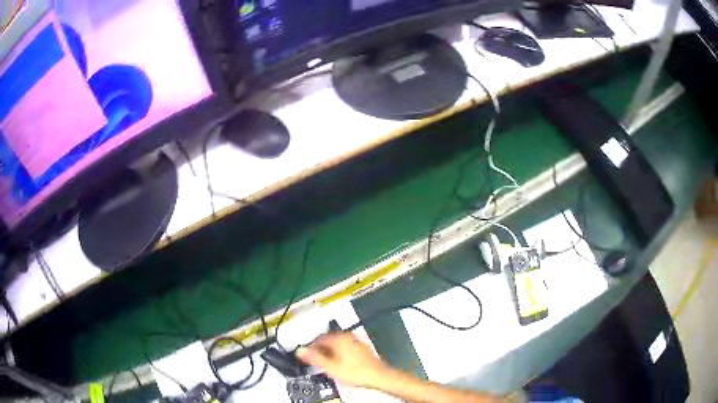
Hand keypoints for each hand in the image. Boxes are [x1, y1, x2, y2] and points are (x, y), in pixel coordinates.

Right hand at [296, 332, 388, 387]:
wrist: (378, 376)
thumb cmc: (358, 372)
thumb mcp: (331, 367)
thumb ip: (314, 358)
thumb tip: (301, 351)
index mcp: (339, 339)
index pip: (318, 338)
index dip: (310, 346)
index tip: (306, 353)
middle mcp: (349, 336)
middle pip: (328, 339)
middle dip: (320, 347)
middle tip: (314, 357)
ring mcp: (357, 341)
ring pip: (337, 342)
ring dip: (329, 350)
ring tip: (325, 360)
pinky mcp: (362, 347)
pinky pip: (346, 346)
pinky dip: (339, 351)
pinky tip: (339, 361)